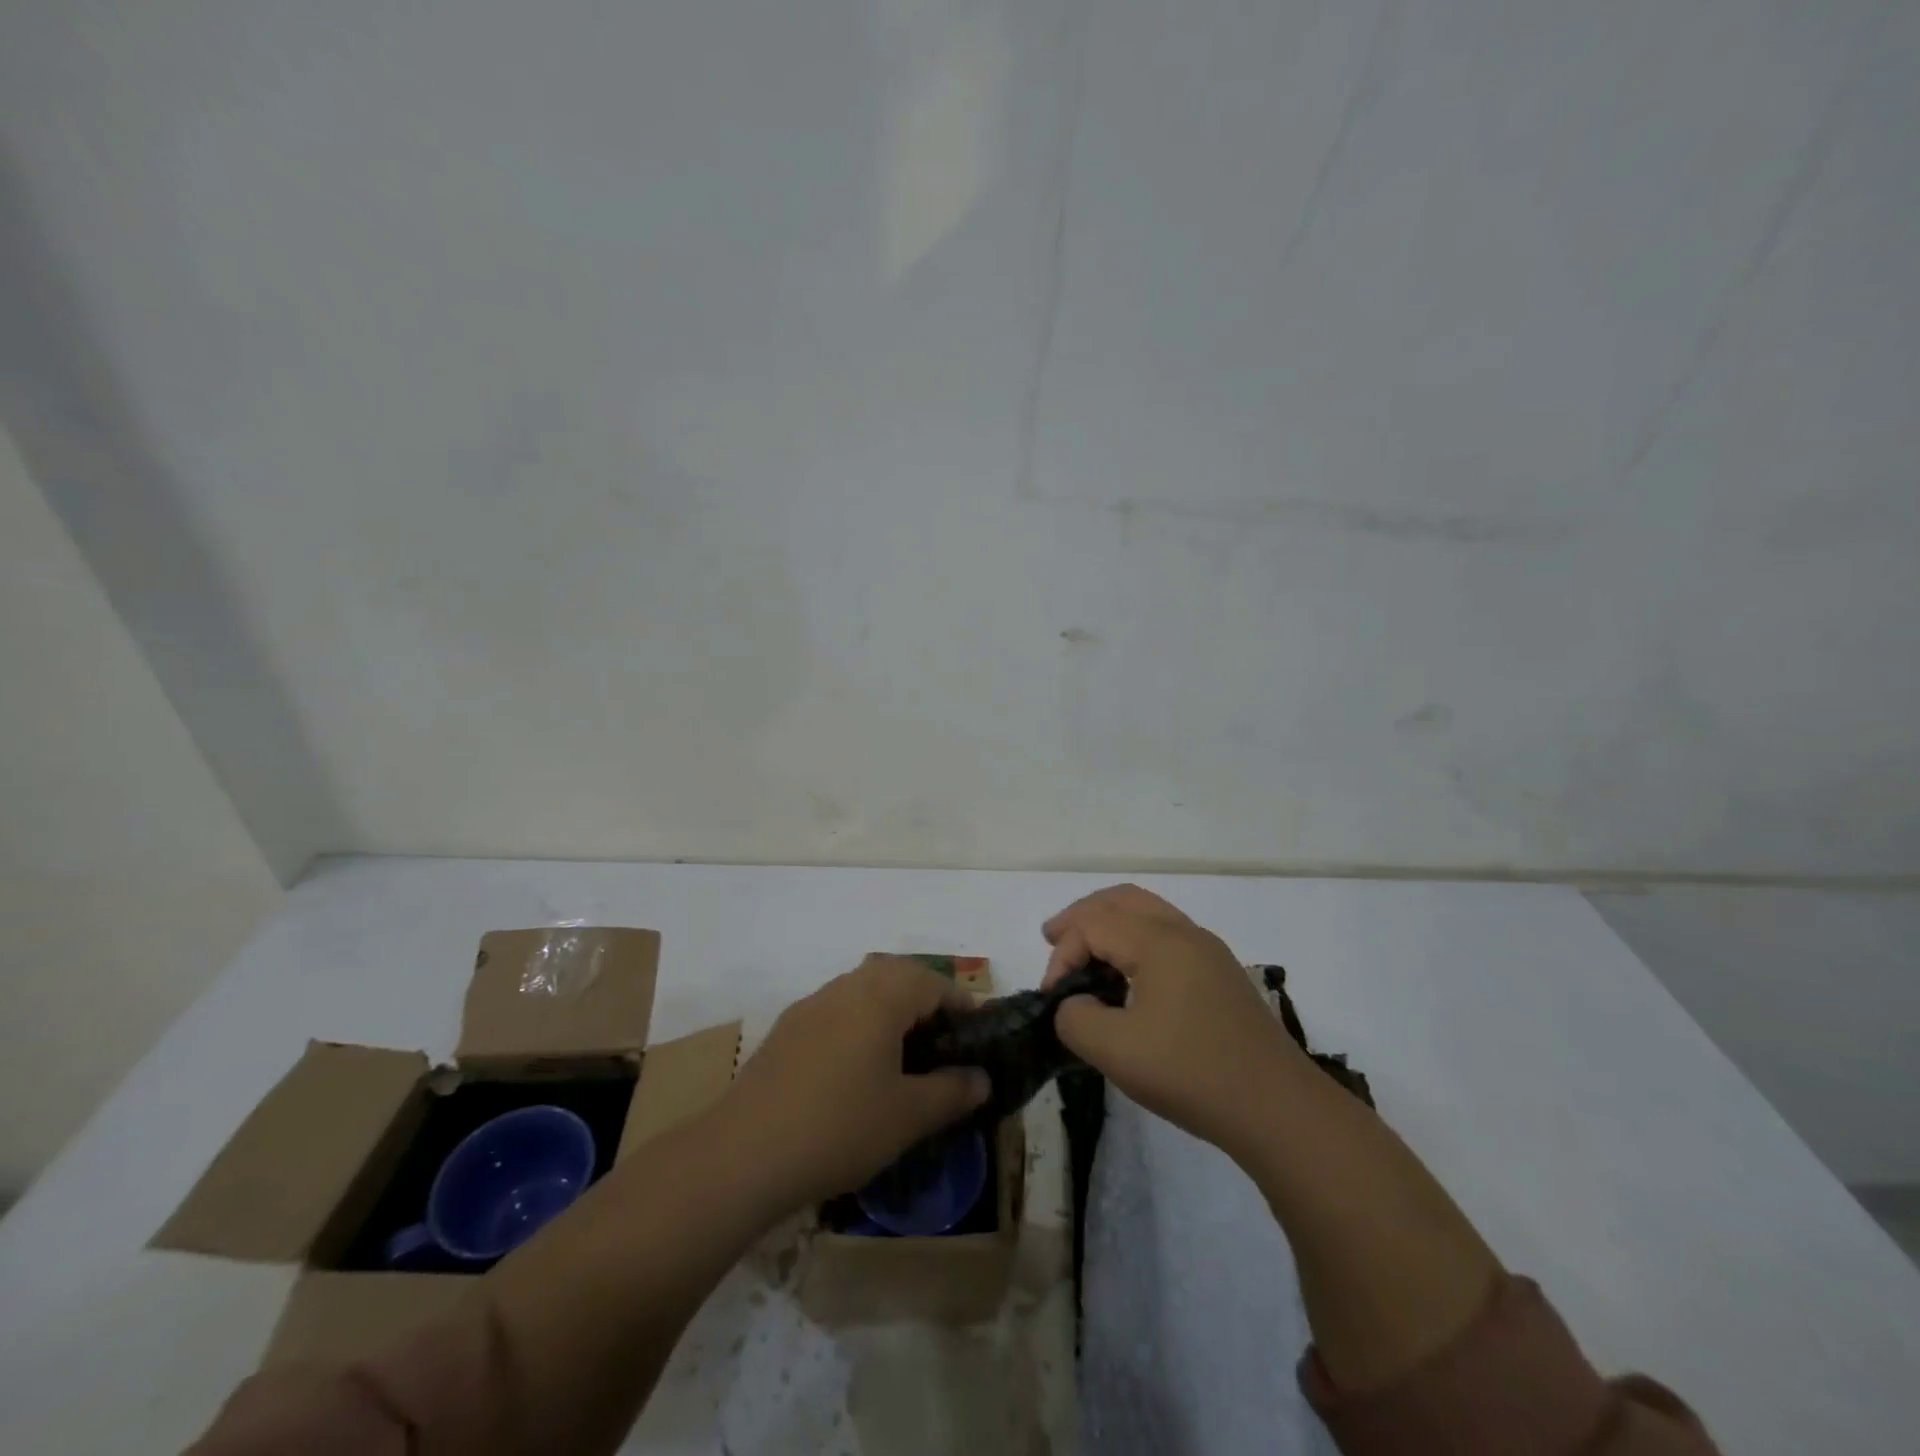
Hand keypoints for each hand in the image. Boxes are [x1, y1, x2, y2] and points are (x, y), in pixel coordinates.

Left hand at [716, 955, 991, 1215]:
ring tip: (903, 1056)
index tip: (977, 1038)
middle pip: (897, 975)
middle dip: (925, 1000)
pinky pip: (836, 1011)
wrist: (744, 1153)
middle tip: (942, 1042)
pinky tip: (856, 1070)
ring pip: (863, 990)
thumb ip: (952, 1091)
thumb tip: (982, 1078)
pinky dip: (858, 1025)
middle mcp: (846, 987)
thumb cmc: (840, 1126)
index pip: (934, 983)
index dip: (961, 1006)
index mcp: (881, 996)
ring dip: (889, 1010)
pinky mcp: (786, 1030)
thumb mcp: (909, 1116)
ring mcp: (811, 1005)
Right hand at [1043, 884, 1305, 1160]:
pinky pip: (1168, 935)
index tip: (1052, 999)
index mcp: (1159, 941)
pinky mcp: (1222, 975)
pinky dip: (1136, 939)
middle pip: (1122, 900)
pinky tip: (1128, 975)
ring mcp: (1209, 952)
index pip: (1093, 925)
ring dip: (1111, 924)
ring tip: (1085, 951)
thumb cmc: (1192, 1073)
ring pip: (1149, 913)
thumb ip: (1076, 1019)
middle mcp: (1185, 933)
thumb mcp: (1115, 1051)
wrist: (1278, 1110)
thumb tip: (1076, 1004)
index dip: (1063, 955)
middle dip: (1082, 916)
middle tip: (1053, 938)